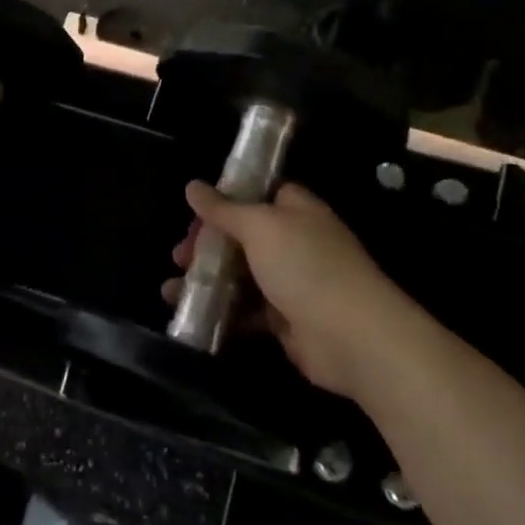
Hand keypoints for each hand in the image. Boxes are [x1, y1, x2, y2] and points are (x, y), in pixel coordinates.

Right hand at [166, 181, 410, 396]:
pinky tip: (191, 314)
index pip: (257, 194)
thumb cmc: (306, 266)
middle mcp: (294, 242)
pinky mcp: (285, 320)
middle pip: (243, 236)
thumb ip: (223, 208)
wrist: (353, 338)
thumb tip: (192, 186)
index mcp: (295, 211)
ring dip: (206, 279)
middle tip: (178, 256)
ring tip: (171, 290)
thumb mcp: (259, 227)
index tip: (193, 212)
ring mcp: (291, 282)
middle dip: (206, 244)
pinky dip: (220, 311)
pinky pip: (246, 310)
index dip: (225, 199)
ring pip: (240, 275)